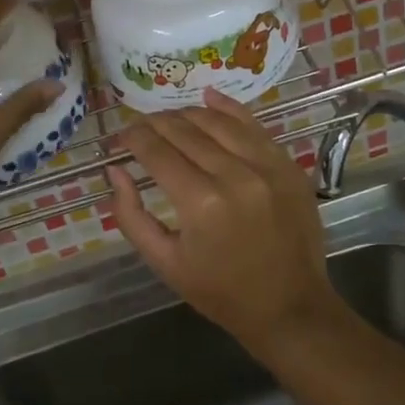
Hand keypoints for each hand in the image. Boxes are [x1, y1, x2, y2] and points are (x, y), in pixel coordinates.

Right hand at [107, 89, 336, 353]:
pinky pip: (254, 125)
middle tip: (138, 128)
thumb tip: (114, 171)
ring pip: (217, 122)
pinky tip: (209, 96)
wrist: (290, 307)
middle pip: (185, 131)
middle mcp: (234, 174)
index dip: (132, 139)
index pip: (156, 152)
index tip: (119, 139)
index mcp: (200, 202)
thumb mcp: (165, 263)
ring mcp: (266, 166)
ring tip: (168, 119)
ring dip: (187, 115)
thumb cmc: (221, 292)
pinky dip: (230, 108)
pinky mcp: (287, 165)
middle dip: (155, 124)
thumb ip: (131, 215)